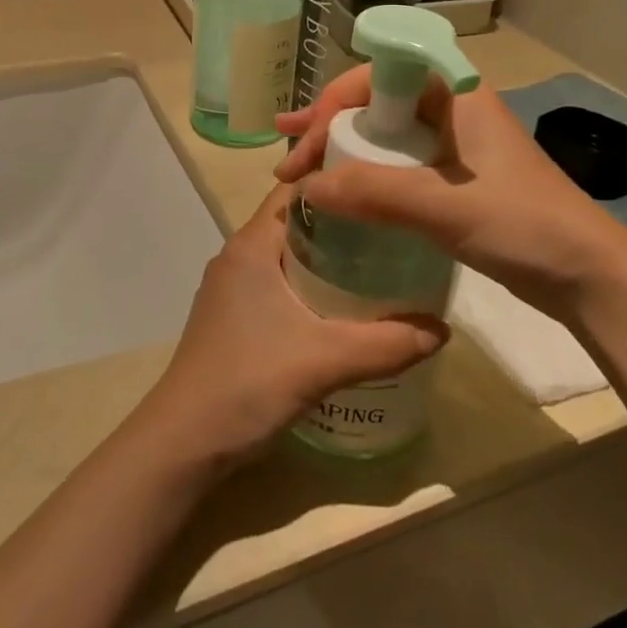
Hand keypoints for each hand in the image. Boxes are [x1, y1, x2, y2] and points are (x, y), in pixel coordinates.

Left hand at [140, 185, 447, 470]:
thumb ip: (386, 344)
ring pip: (289, 256)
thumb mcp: (324, 361)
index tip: (386, 191)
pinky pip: (280, 284)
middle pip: (298, 222)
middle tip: (395, 233)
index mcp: (251, 244)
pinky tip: (344, 311)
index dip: (340, 184)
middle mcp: (239, 255)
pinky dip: (312, 287)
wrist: (183, 443)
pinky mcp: (233, 317)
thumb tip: (443, 330)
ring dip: (329, 259)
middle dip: (344, 225)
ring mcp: (232, 288)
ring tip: (380, 268)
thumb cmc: (247, 383)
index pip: (298, 190)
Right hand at [274, 68, 626, 324]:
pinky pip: (398, 163)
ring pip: (385, 133)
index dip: (336, 97)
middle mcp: (453, 108)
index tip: (305, 134)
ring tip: (297, 168)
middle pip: (377, 100)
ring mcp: (454, 145)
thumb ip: (375, 194)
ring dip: (341, 147)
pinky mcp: (455, 178)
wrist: (590, 276)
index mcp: (456, 93)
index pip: (381, 71)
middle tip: (285, 148)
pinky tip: (341, 193)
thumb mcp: (446, 207)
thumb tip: (307, 189)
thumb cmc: (525, 225)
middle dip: (327, 121)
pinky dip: (364, 173)